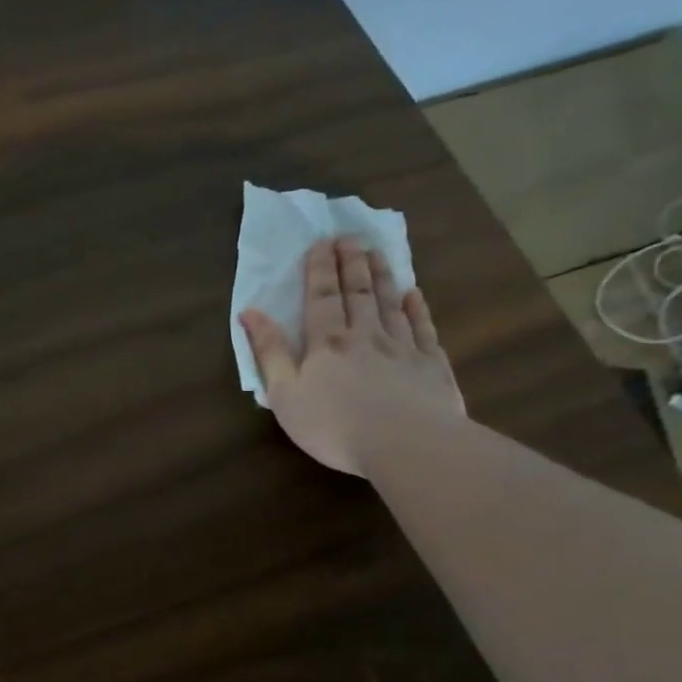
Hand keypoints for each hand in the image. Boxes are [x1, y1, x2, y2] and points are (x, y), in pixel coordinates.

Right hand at [239, 237, 464, 475]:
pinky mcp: (431, 365)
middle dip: (351, 263)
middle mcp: (365, 335)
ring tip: (378, 253)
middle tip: (349, 238)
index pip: (321, 297)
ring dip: (382, 276)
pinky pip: (423, 328)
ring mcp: (402, 347)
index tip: (321, 243)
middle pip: (358, 292)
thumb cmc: (334, 425)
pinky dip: (417, 308)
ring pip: (390, 303)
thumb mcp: (285, 394)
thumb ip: (269, 352)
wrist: (406, 443)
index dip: (320, 270)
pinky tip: (414, 295)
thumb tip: (250, 312)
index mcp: (327, 343)